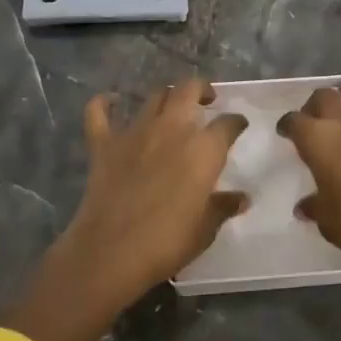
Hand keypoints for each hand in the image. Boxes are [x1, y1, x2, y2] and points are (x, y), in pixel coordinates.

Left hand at [4, 79, 247, 340]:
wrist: (111, 252)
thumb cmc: (167, 242)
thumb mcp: (205, 229)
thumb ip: (222, 207)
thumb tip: (242, 199)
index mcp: (203, 149)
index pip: (227, 124)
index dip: (236, 122)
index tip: (238, 125)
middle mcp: (171, 129)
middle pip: (188, 90)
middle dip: (200, 89)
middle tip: (206, 100)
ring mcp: (134, 132)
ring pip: (154, 97)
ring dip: (165, 97)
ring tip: (171, 107)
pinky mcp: (103, 144)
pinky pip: (99, 112)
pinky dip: (104, 103)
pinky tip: (110, 101)